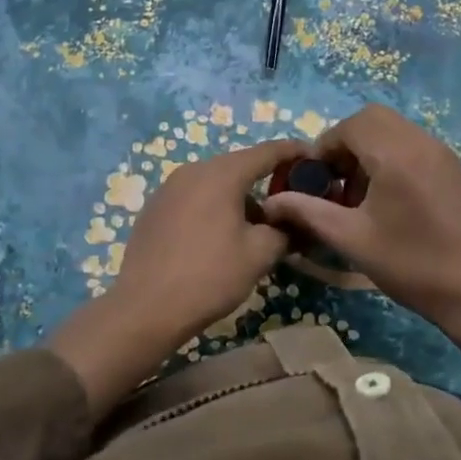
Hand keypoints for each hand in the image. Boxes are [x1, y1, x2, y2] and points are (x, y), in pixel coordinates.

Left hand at [47, 138, 304, 418]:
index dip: (293, 151)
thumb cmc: (210, 276)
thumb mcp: (259, 254)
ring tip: (254, 228)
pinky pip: (193, 197)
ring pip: (214, 183)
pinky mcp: (154, 208)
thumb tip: (293, 222)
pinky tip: (218, 237)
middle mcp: (193, 170)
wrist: (146, 308)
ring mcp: (169, 188)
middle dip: (265, 181)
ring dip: (238, 198)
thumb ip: (284, 230)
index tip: (314, 157)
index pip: (267, 151)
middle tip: (288, 202)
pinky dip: (213, 207)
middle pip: (238, 166)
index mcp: (222, 174)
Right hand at [262, 104, 460, 446]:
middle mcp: (422, 143)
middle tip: (337, 180)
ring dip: (371, 150)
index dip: (326, 146)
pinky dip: (394, 157)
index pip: (351, 125)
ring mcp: (444, 154)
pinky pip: (416, 145)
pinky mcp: (457, 169)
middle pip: (374, 119)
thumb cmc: (413, 266)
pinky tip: (392, 201)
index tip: (316, 179)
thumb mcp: (353, 240)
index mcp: (396, 155)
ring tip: (362, 195)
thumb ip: (310, 213)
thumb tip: (272, 202)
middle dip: (347, 142)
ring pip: (396, 130)